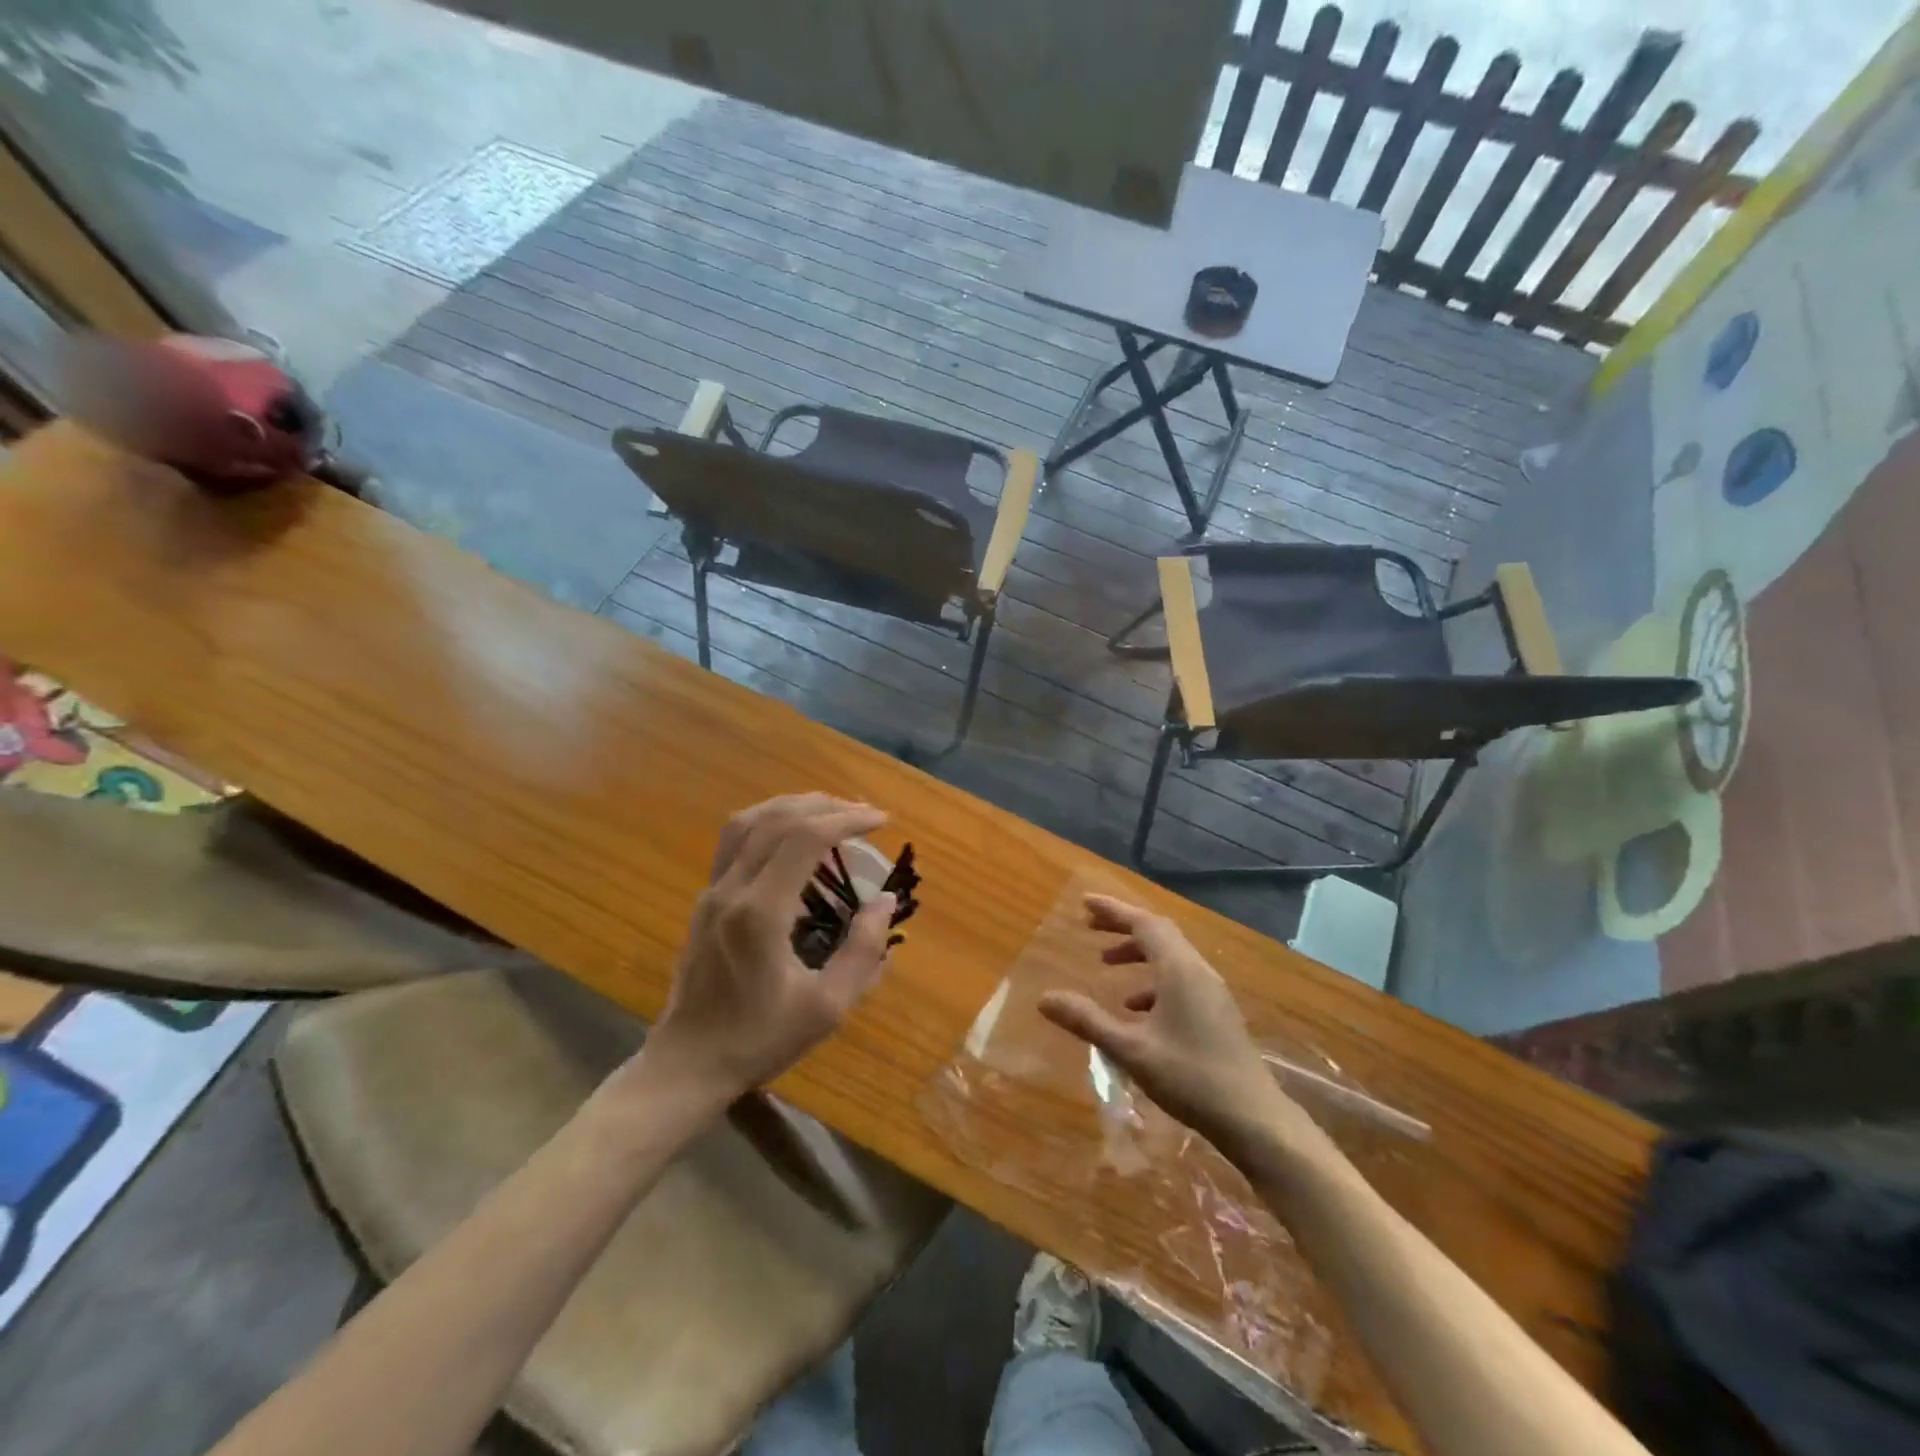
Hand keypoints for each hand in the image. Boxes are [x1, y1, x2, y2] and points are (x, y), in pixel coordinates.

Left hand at [642, 794, 897, 1100]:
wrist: (688, 1064)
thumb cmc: (759, 1039)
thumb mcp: (826, 1007)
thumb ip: (863, 952)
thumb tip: (885, 901)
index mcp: (760, 913)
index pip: (804, 839)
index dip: (847, 821)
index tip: (882, 821)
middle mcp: (731, 889)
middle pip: (778, 819)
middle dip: (827, 807)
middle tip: (865, 814)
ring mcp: (712, 890)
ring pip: (750, 821)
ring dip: (795, 806)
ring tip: (832, 812)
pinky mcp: (705, 897)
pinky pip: (735, 839)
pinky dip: (770, 821)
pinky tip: (793, 834)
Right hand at [1038, 894, 1317, 1158]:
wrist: (1255, 1119)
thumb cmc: (1190, 1078)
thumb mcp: (1131, 1050)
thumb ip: (1087, 1021)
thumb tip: (1044, 998)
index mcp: (1179, 970)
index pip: (1143, 923)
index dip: (1113, 910)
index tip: (1085, 903)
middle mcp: (1198, 971)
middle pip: (1158, 934)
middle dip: (1123, 926)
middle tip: (1089, 927)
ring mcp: (1212, 992)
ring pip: (1170, 957)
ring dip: (1138, 953)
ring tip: (1106, 965)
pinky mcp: (1217, 1012)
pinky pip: (1180, 979)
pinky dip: (1153, 980)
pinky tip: (1136, 1008)